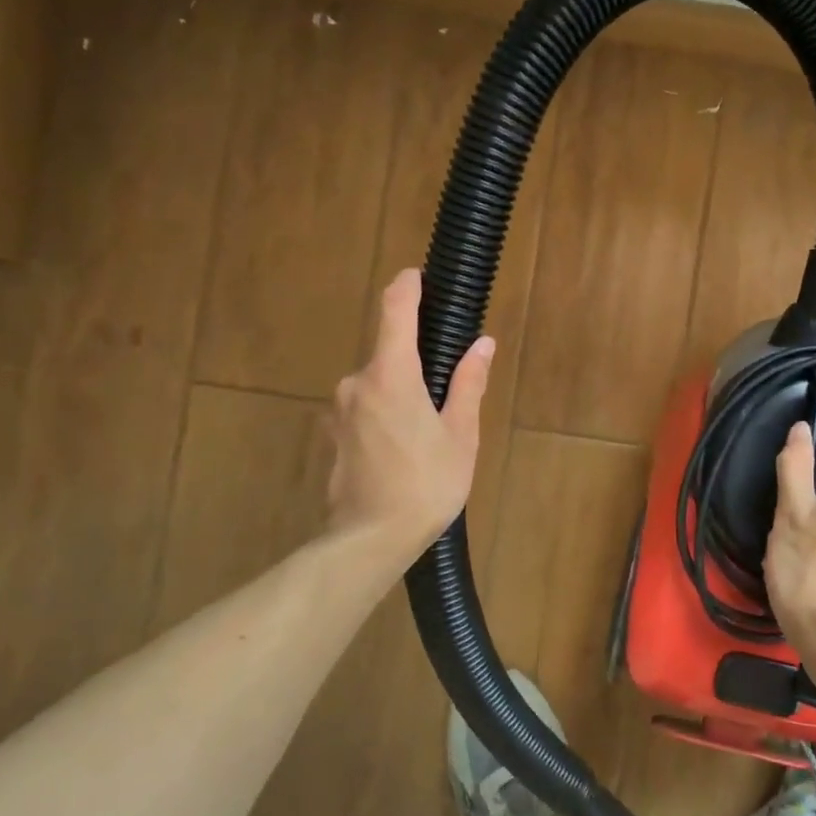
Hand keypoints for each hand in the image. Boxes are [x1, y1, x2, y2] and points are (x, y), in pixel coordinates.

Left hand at [327, 269, 494, 563]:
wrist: (370, 540)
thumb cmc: (426, 485)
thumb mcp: (460, 435)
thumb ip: (468, 384)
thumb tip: (482, 344)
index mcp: (391, 375)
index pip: (394, 310)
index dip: (407, 286)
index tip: (419, 275)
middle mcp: (357, 383)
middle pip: (389, 352)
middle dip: (417, 360)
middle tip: (449, 391)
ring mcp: (340, 410)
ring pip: (377, 383)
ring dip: (402, 391)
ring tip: (430, 430)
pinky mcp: (334, 434)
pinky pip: (365, 407)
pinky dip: (386, 412)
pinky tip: (405, 448)